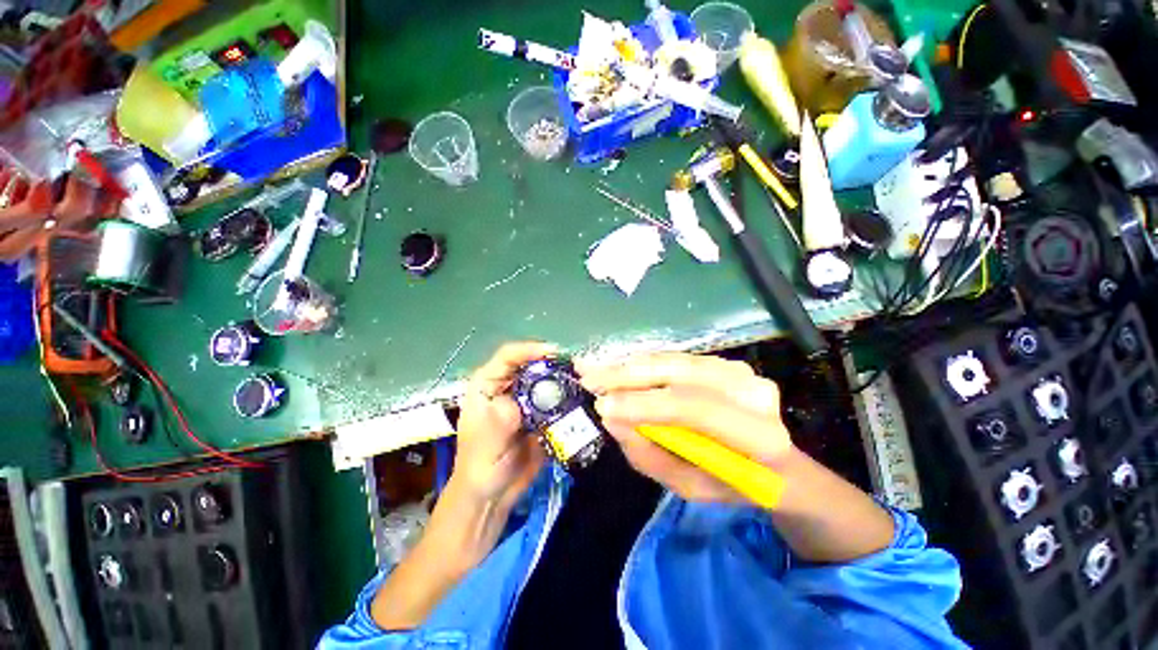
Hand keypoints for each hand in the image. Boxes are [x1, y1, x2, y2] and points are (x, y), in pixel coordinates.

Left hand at [370, 343, 555, 629]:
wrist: (492, 498)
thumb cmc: (479, 470)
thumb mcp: (485, 447)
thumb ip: (500, 421)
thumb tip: (519, 402)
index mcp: (487, 385)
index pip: (509, 356)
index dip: (531, 349)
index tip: (555, 353)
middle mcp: (508, 386)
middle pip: (532, 364)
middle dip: (554, 363)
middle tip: (578, 367)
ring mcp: (525, 399)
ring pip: (547, 379)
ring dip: (564, 379)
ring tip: (585, 381)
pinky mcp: (540, 414)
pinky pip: (556, 399)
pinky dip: (569, 397)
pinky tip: (583, 399)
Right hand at [578, 353, 793, 504]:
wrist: (773, 462)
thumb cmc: (730, 483)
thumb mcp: (689, 486)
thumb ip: (649, 454)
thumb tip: (610, 418)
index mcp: (759, 436)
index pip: (694, 408)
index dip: (645, 403)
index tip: (602, 405)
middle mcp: (753, 392)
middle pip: (681, 374)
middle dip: (628, 375)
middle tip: (587, 377)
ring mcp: (740, 371)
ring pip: (673, 360)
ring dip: (630, 364)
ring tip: (594, 368)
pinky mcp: (723, 362)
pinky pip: (675, 358)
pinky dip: (643, 362)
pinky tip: (617, 365)